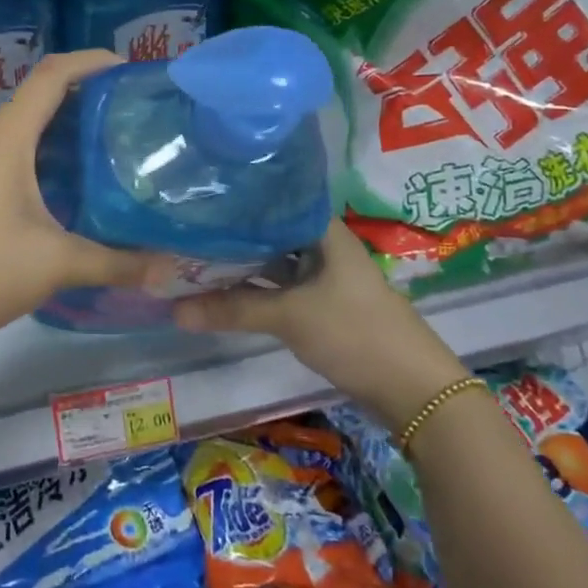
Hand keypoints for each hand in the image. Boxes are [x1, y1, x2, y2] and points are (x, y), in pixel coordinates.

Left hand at [0, 51, 160, 361]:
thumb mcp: (54, 264)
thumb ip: (114, 262)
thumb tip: (169, 269)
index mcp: (3, 138)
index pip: (51, 75)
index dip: (91, 62)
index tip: (129, 68)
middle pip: (37, 98)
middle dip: (84, 99)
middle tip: (130, 117)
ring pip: (21, 128)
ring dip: (61, 131)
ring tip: (107, 149)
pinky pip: (5, 151)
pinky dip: (40, 154)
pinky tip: (65, 186)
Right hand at [172, 220, 468, 427]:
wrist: (414, 390)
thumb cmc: (355, 333)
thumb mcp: (290, 316)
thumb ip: (232, 310)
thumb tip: (174, 310)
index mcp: (323, 231)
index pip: (274, 200)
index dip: (238, 199)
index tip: (198, 197)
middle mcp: (323, 246)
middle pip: (270, 233)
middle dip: (232, 235)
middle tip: (184, 231)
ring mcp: (324, 277)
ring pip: (274, 262)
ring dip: (242, 265)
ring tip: (194, 258)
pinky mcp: (323, 305)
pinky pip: (281, 287)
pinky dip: (256, 289)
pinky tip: (225, 291)